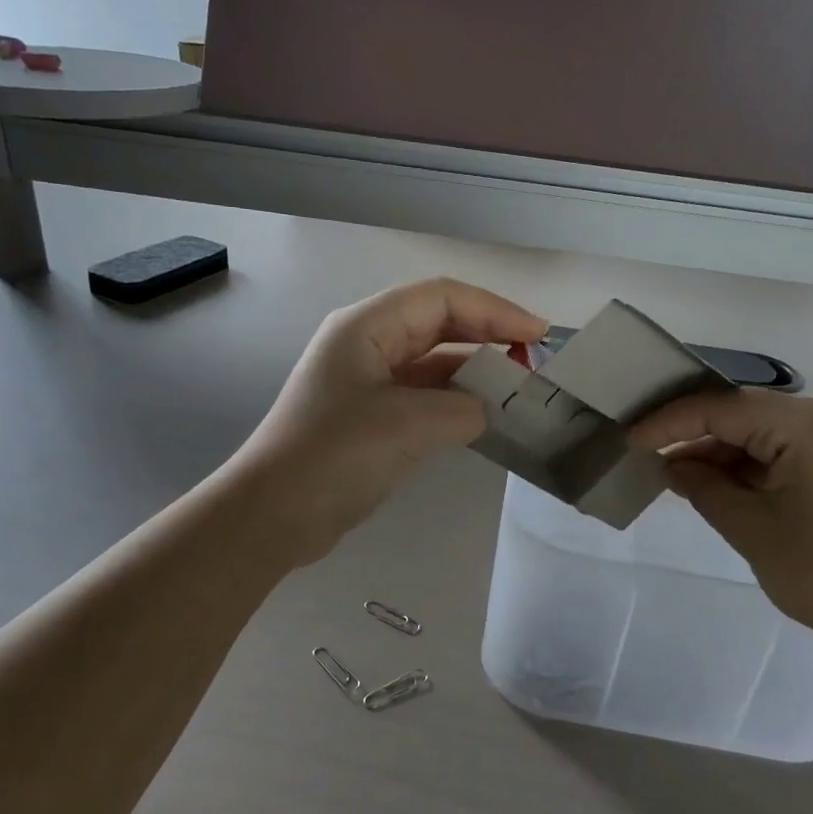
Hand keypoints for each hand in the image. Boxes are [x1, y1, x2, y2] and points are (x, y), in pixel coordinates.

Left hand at [229, 278, 546, 566]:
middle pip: (438, 324)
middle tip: (534, 362)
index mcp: (366, 326)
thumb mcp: (407, 424)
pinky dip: (455, 402)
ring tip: (518, 391)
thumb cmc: (335, 455)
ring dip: (474, 372)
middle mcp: (366, 344)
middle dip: (488, 336)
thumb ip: (462, 408)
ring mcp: (366, 382)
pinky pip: (422, 396)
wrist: (274, 515)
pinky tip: (484, 418)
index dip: (494, 310)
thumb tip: (486, 410)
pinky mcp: (370, 417)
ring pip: (432, 362)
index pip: (442, 298)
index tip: (538, 335)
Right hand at [629, 391, 812, 664]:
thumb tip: (672, 465)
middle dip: (699, 435)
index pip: (726, 409)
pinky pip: (795, 443)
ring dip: (728, 449)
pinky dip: (758, 460)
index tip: (632, 440)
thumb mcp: (753, 532)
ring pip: (771, 427)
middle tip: (653, 458)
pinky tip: (726, 480)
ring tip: (683, 474)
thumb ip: (704, 488)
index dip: (673, 422)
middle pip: (750, 413)